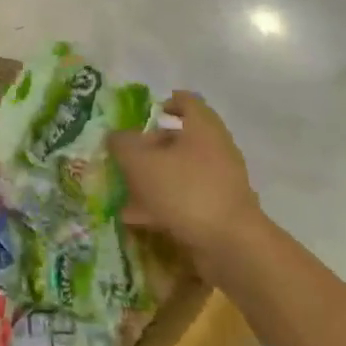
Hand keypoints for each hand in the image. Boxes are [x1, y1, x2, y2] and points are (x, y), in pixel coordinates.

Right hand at [108, 92, 261, 257]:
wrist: (230, 245)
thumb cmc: (184, 190)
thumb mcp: (140, 162)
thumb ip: (122, 144)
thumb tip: (115, 136)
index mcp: (202, 128)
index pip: (186, 101)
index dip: (165, 103)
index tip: (144, 115)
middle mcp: (215, 150)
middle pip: (180, 139)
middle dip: (150, 147)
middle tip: (126, 156)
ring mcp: (219, 182)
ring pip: (179, 172)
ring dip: (153, 178)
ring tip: (125, 190)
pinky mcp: (217, 211)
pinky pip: (185, 199)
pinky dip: (162, 204)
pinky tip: (138, 218)